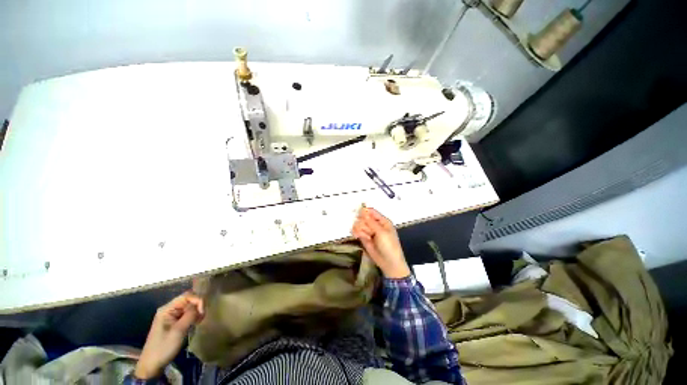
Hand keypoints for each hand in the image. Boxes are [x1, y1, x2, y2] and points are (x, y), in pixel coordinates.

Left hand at [134, 292, 204, 379]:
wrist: (152, 364)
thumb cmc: (164, 346)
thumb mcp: (178, 330)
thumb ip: (190, 315)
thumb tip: (200, 304)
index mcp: (167, 309)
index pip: (187, 296)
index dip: (197, 300)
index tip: (203, 312)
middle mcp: (168, 309)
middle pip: (188, 300)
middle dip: (198, 306)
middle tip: (203, 317)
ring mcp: (170, 316)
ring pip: (188, 307)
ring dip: (196, 312)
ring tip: (200, 321)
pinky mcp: (173, 322)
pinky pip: (186, 314)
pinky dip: (193, 317)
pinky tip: (196, 323)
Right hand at [351, 207, 410, 278]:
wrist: (389, 263)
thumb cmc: (389, 245)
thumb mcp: (382, 232)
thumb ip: (371, 222)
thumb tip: (363, 210)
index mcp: (382, 221)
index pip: (371, 212)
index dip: (364, 211)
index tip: (358, 213)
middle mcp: (375, 225)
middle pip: (363, 217)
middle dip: (363, 223)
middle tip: (368, 231)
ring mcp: (369, 231)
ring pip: (359, 224)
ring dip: (360, 229)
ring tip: (366, 236)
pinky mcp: (364, 238)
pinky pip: (357, 231)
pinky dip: (356, 233)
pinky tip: (358, 237)